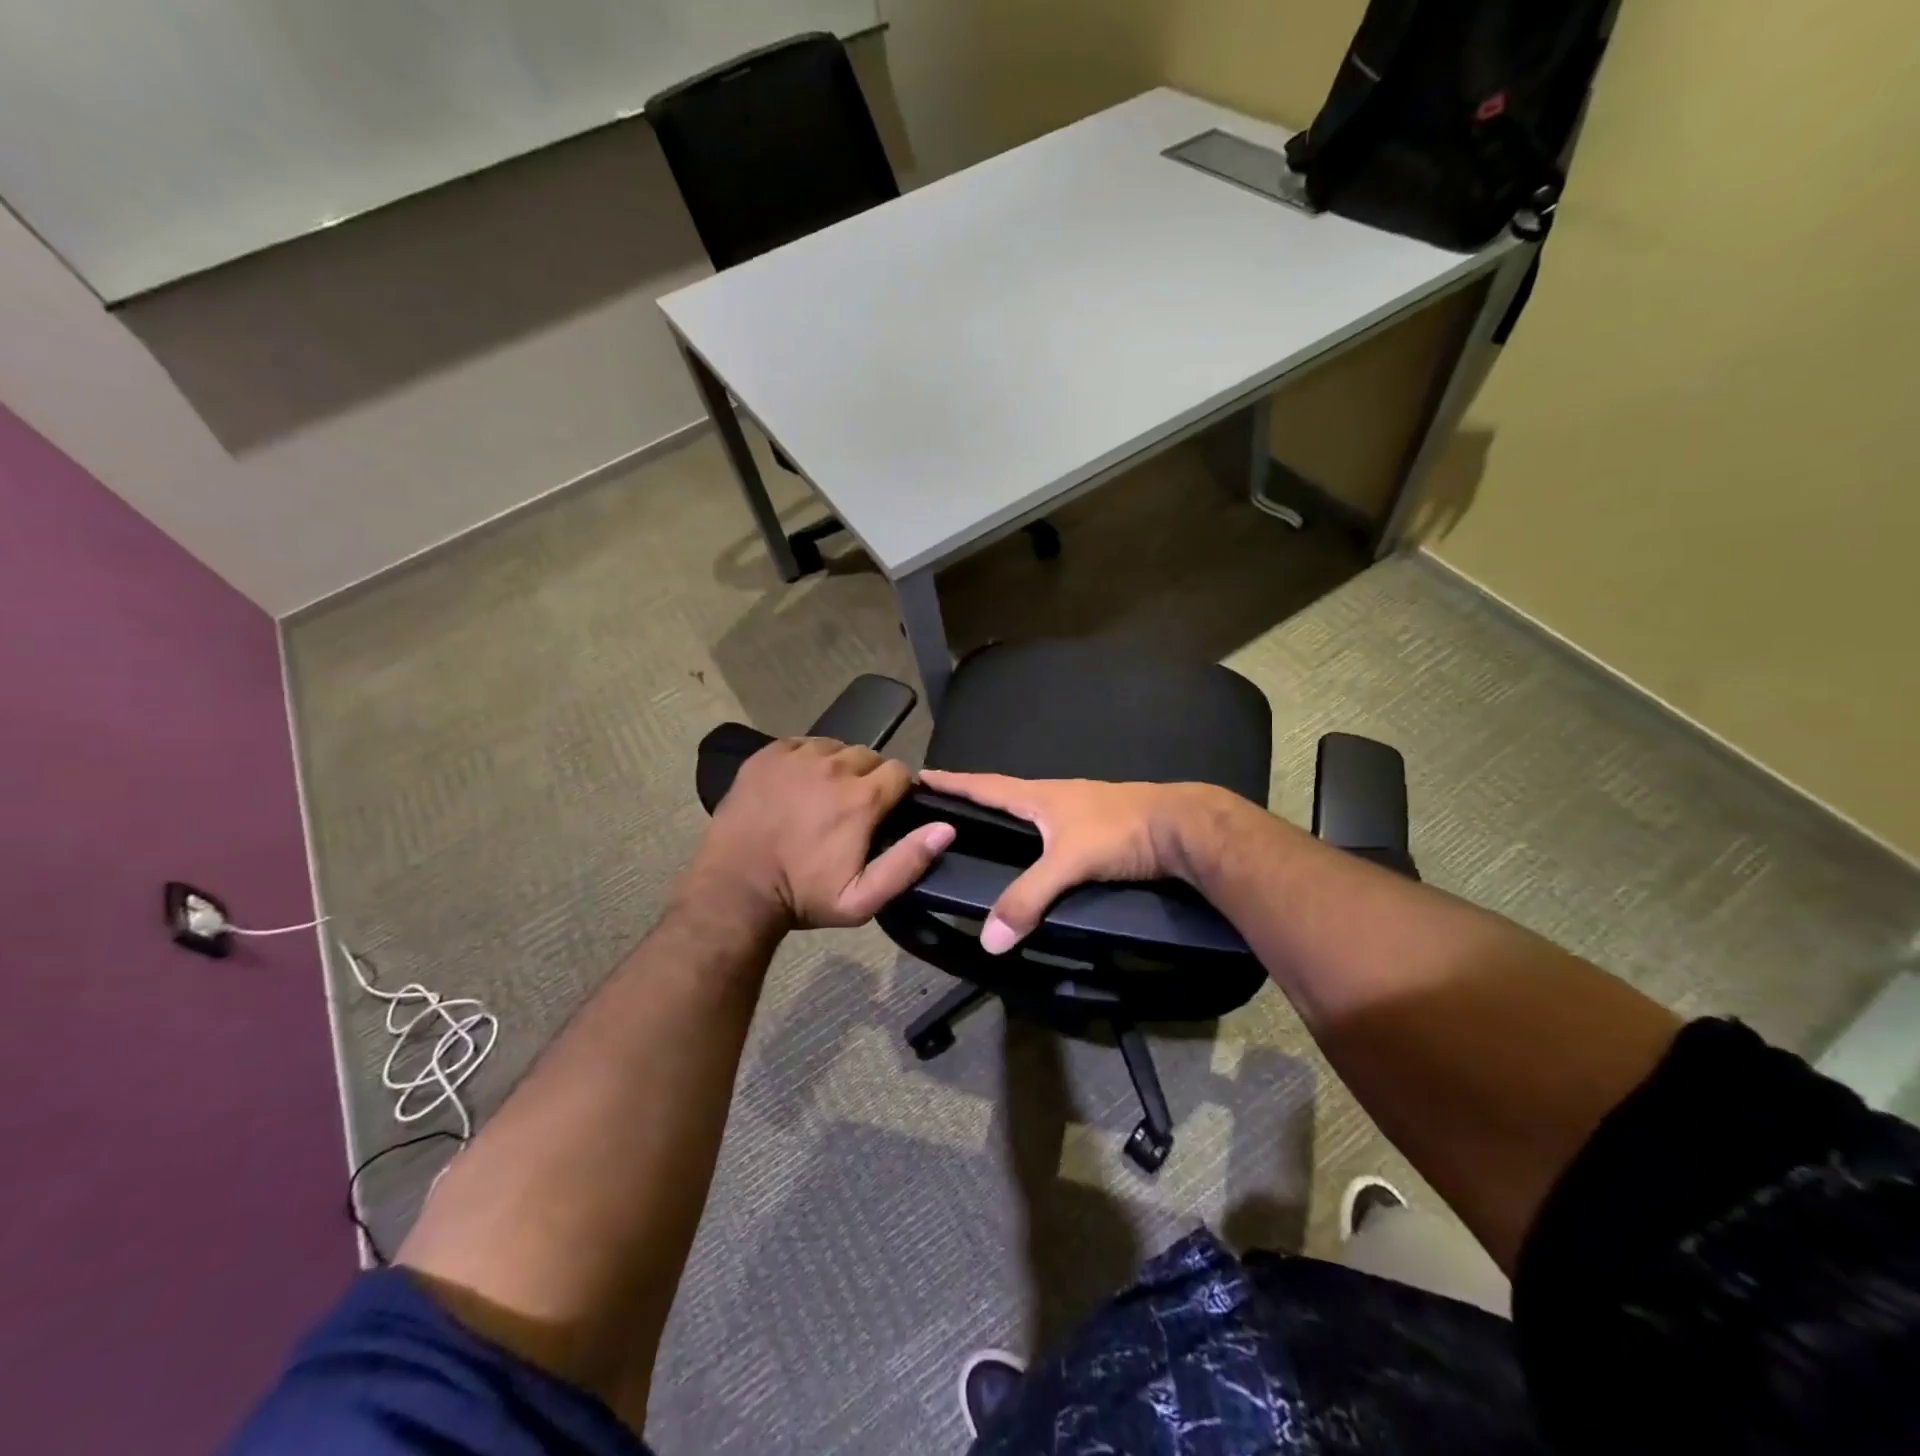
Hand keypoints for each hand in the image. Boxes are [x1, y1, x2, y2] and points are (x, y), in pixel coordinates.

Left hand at [694, 739, 954, 930]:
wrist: (735, 890)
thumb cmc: (803, 897)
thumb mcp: (862, 899)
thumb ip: (909, 862)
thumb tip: (945, 827)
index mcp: (862, 797)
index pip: (900, 772)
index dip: (899, 791)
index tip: (887, 811)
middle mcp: (833, 766)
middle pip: (869, 756)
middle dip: (869, 778)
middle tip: (853, 808)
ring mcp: (796, 756)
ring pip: (835, 747)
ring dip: (838, 766)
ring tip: (825, 794)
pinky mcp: (767, 755)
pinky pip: (801, 744)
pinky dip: (807, 759)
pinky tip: (799, 784)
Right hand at [916, 771, 1209, 952]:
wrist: (1184, 827)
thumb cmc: (1120, 832)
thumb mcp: (1068, 864)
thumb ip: (1028, 898)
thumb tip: (988, 939)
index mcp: (1039, 795)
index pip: (985, 785)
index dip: (953, 782)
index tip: (921, 775)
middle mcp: (1056, 795)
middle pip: (1005, 793)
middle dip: (974, 796)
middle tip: (946, 806)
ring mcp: (1080, 808)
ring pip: (1032, 809)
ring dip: (1006, 813)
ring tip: (985, 828)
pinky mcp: (1100, 825)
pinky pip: (1054, 825)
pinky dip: (1035, 832)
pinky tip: (1037, 849)